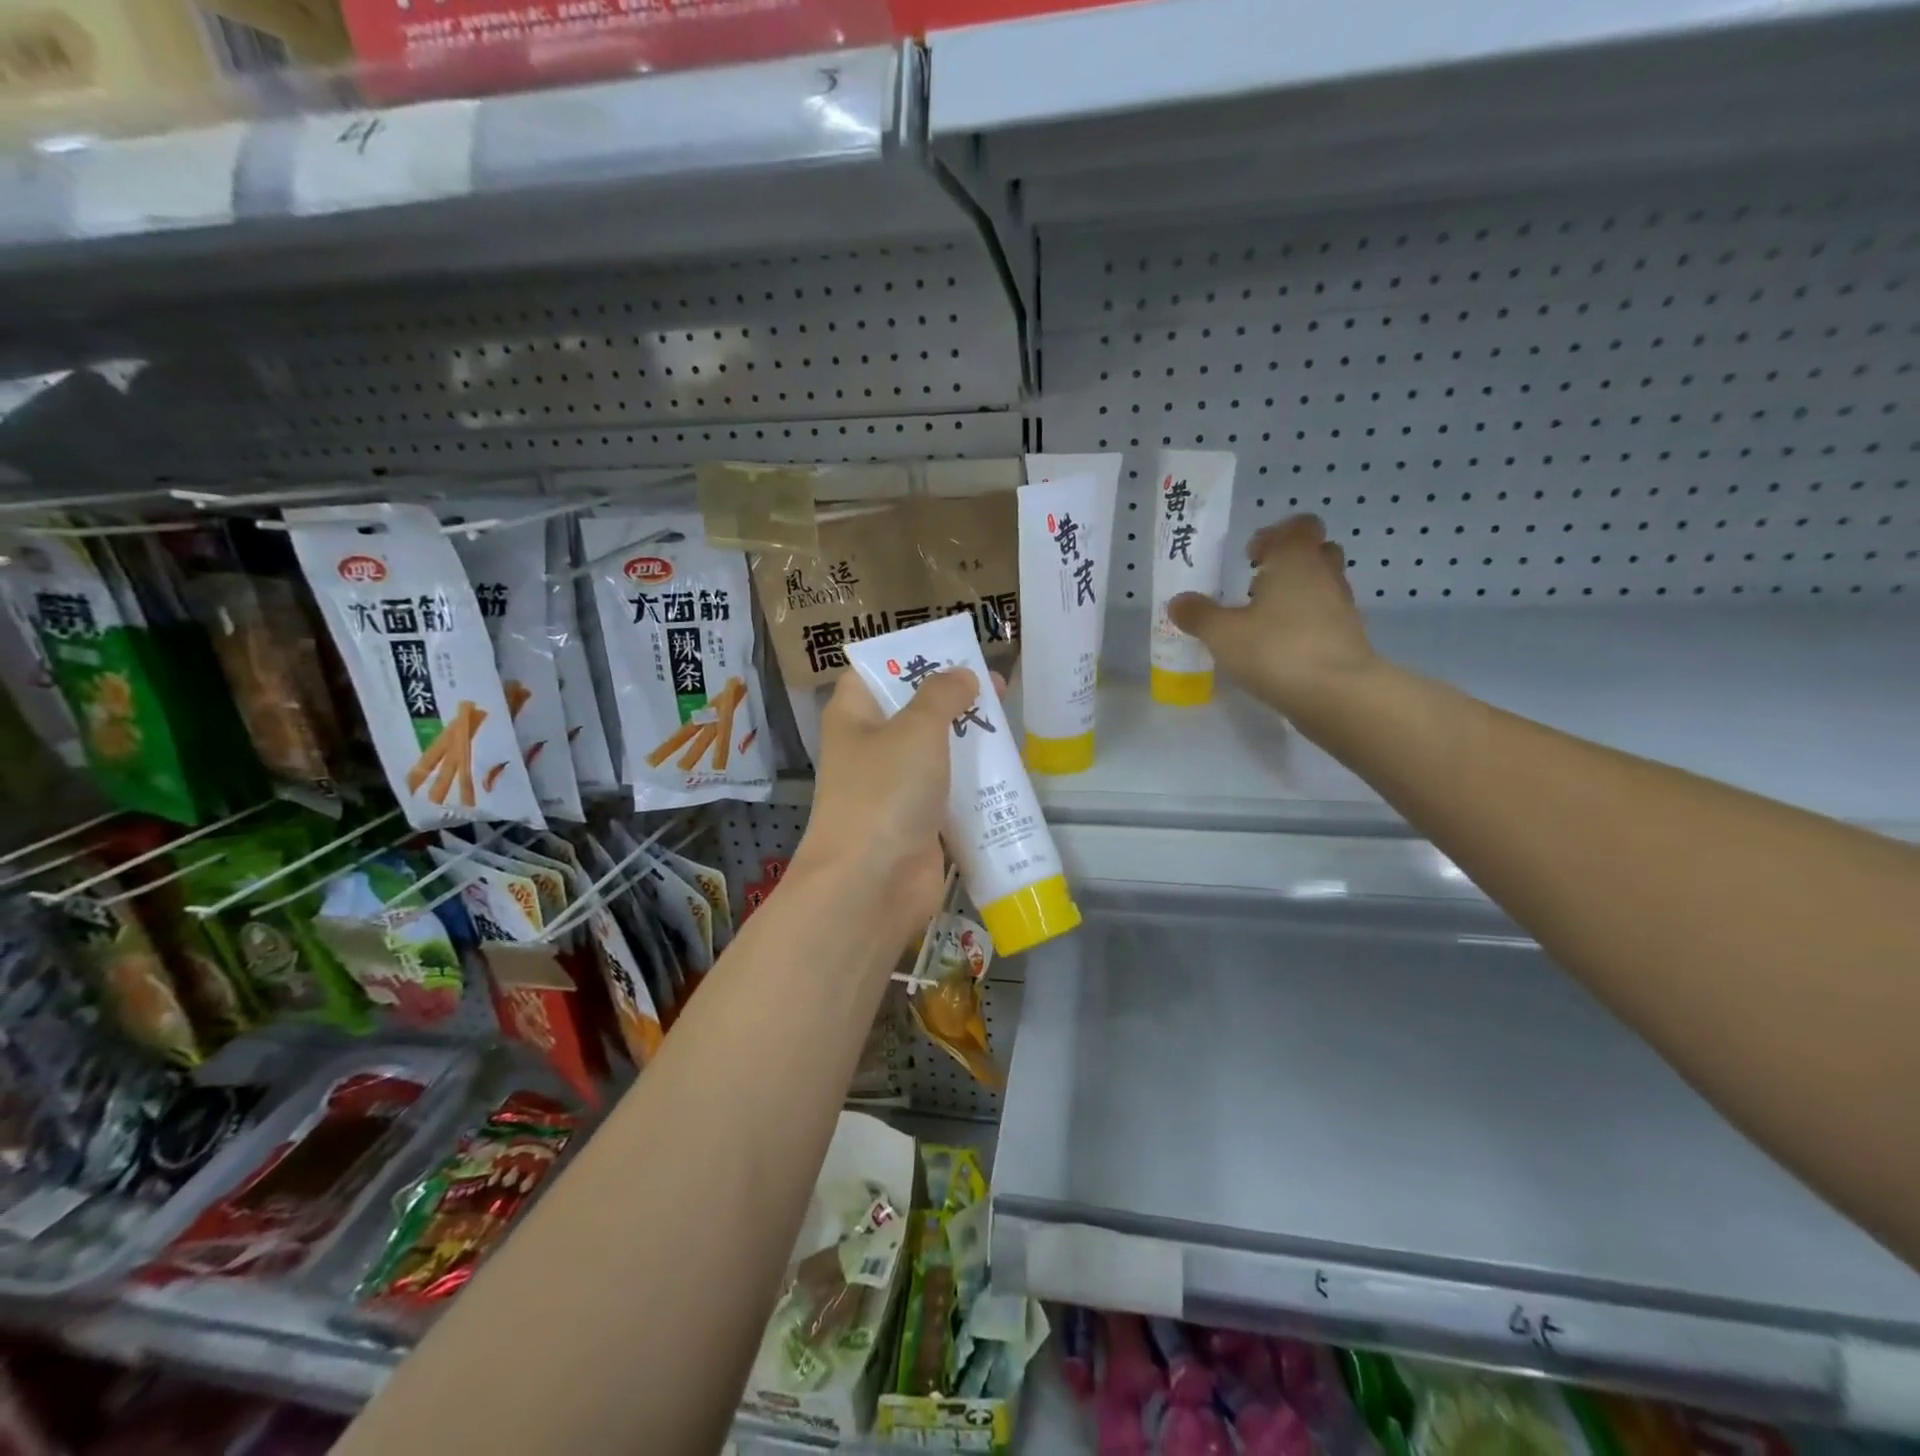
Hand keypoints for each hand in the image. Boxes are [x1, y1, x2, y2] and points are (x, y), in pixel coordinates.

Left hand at [790, 666, 981, 949]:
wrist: (872, 883)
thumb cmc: (886, 792)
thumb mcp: (916, 728)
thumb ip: (942, 695)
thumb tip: (962, 675)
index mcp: (854, 716)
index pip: (875, 671)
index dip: (911, 658)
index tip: (954, 652)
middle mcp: (870, 748)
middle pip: (913, 711)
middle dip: (954, 699)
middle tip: (998, 688)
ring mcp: (894, 788)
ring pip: (936, 753)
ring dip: (969, 742)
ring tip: (1009, 729)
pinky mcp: (918, 821)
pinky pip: (949, 792)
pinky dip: (974, 783)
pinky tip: (1008, 773)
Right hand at [1167, 514, 1376, 716]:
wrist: (1337, 694)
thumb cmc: (1276, 650)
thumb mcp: (1222, 634)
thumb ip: (1198, 615)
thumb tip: (1177, 602)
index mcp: (1296, 559)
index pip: (1298, 525)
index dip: (1274, 535)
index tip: (1249, 557)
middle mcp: (1324, 574)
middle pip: (1316, 551)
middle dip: (1288, 561)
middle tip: (1256, 583)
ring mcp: (1341, 606)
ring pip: (1321, 584)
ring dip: (1296, 593)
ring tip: (1263, 618)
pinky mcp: (1348, 637)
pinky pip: (1325, 616)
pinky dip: (1305, 623)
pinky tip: (1279, 646)